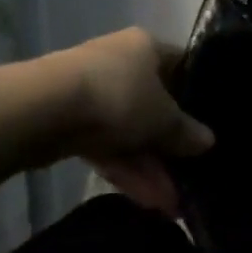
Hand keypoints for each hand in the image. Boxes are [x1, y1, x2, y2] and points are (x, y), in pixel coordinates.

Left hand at [41, 29, 213, 212]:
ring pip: (130, 132)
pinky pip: (108, 147)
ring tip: (171, 205)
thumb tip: (209, 142)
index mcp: (147, 47)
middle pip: (154, 106)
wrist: (42, 110)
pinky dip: (126, 171)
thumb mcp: (163, 117)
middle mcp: (121, 64)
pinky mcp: (70, 124)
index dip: (196, 94)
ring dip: (150, 168)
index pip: (181, 66)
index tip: (209, 123)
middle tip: (189, 176)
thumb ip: (186, 132)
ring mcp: (94, 95)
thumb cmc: (118, 96)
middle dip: (170, 147)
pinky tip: (148, 200)